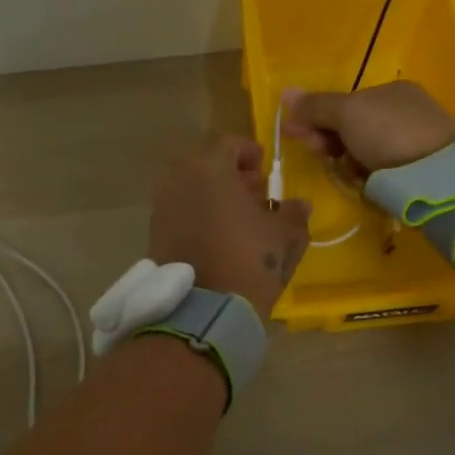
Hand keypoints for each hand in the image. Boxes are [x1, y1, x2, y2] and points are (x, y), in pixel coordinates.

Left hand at [149, 135, 310, 318]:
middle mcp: (178, 179)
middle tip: (254, 193)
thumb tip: (299, 205)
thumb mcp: (285, 235)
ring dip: (213, 195)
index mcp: (208, 168)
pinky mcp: (154, 234)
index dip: (249, 152)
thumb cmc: (249, 259)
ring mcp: (161, 207)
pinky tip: (219, 236)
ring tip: (238, 217)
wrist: (203, 310)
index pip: (228, 144)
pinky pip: (180, 212)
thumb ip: (293, 213)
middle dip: (230, 174)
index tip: (264, 168)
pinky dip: (198, 215)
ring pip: (190, 188)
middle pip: (205, 165)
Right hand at [280, 82, 454, 173]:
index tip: (295, 132)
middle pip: (352, 128)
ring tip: (350, 173)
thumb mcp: (346, 113)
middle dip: (330, 141)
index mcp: (390, 91)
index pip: (343, 103)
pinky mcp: (421, 170)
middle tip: (320, 155)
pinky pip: (382, 171)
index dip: (316, 117)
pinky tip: (369, 184)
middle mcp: (405, 111)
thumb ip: (316, 105)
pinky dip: (370, 177)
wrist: (438, 175)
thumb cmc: (388, 134)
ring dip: (349, 162)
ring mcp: (415, 141)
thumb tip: (285, 92)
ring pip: (365, 152)